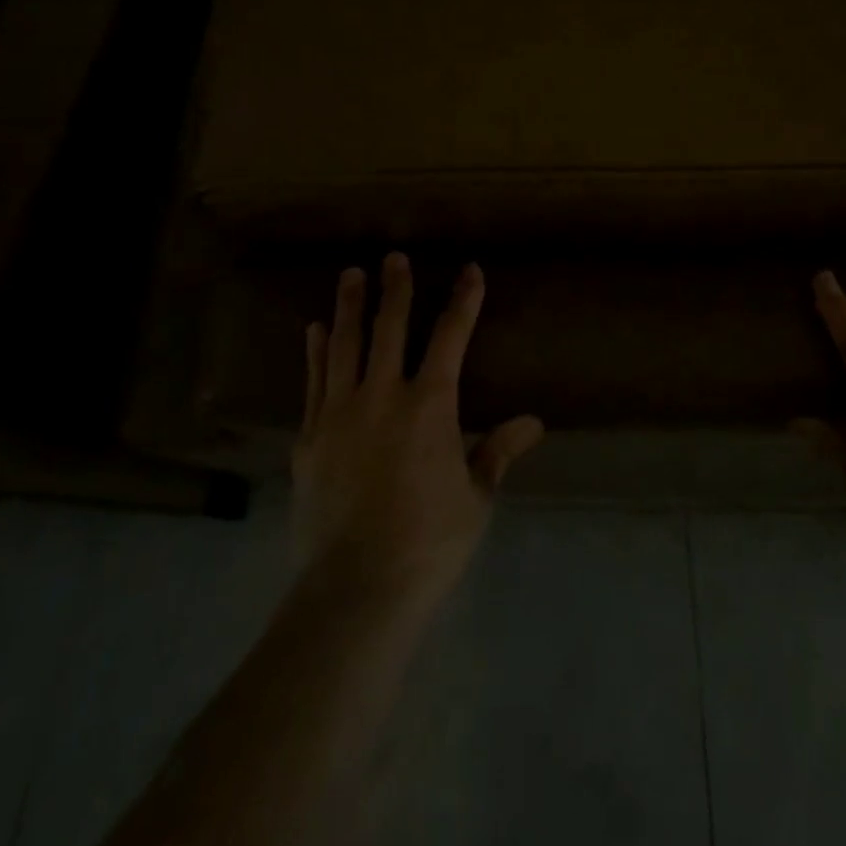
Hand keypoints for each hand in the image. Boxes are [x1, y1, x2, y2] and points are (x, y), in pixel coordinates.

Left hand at [294, 253, 544, 617]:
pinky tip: (314, 329)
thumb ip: (498, 452)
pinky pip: (314, 381)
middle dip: (396, 289)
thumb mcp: (475, 498)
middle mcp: (382, 395)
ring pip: (344, 345)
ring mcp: (340, 413)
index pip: (451, 338)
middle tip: (394, 257)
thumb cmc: (428, 543)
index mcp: (429, 405)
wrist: (356, 587)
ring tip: (351, 274)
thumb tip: (534, 422)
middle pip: (390, 328)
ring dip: (349, 306)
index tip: (469, 270)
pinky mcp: (310, 437)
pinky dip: (316, 352)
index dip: (463, 301)